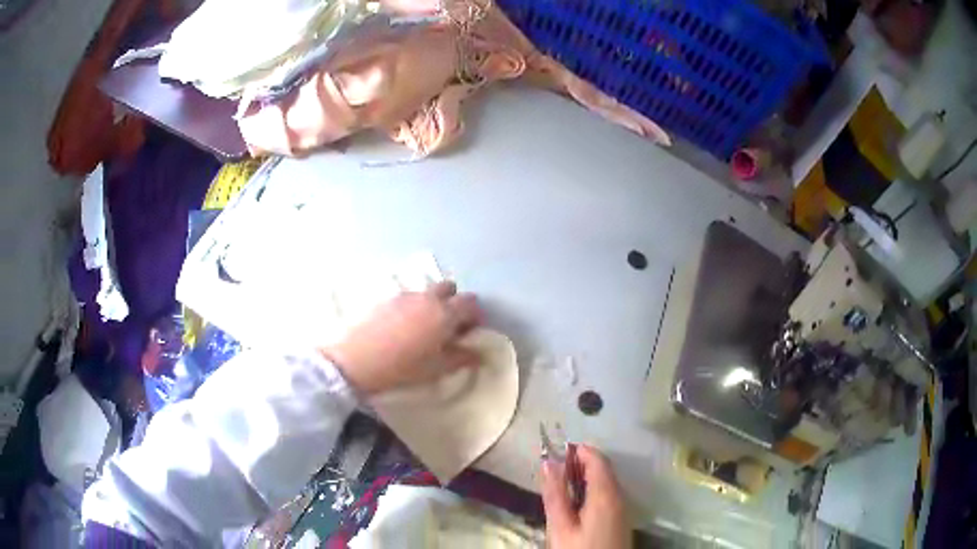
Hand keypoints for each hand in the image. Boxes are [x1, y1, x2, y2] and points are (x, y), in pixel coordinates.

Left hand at [320, 281, 481, 394]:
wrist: (359, 360)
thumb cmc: (404, 367)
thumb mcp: (437, 368)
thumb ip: (461, 358)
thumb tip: (477, 354)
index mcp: (445, 313)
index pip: (470, 302)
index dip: (475, 315)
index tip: (471, 331)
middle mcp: (427, 298)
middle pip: (449, 288)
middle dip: (454, 302)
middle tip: (449, 325)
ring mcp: (405, 296)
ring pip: (427, 292)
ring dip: (433, 303)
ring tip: (424, 328)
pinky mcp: (386, 299)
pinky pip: (408, 298)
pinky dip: (413, 307)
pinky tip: (403, 328)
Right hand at [541, 445, 630, 548]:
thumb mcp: (560, 525)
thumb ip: (555, 494)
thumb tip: (549, 462)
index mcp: (606, 494)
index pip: (597, 459)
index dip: (578, 450)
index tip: (556, 451)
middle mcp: (619, 496)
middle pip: (603, 469)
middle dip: (579, 463)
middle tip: (553, 471)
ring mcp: (622, 508)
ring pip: (606, 482)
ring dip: (585, 477)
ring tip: (560, 487)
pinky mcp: (620, 519)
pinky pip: (608, 494)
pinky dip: (591, 490)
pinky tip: (575, 504)